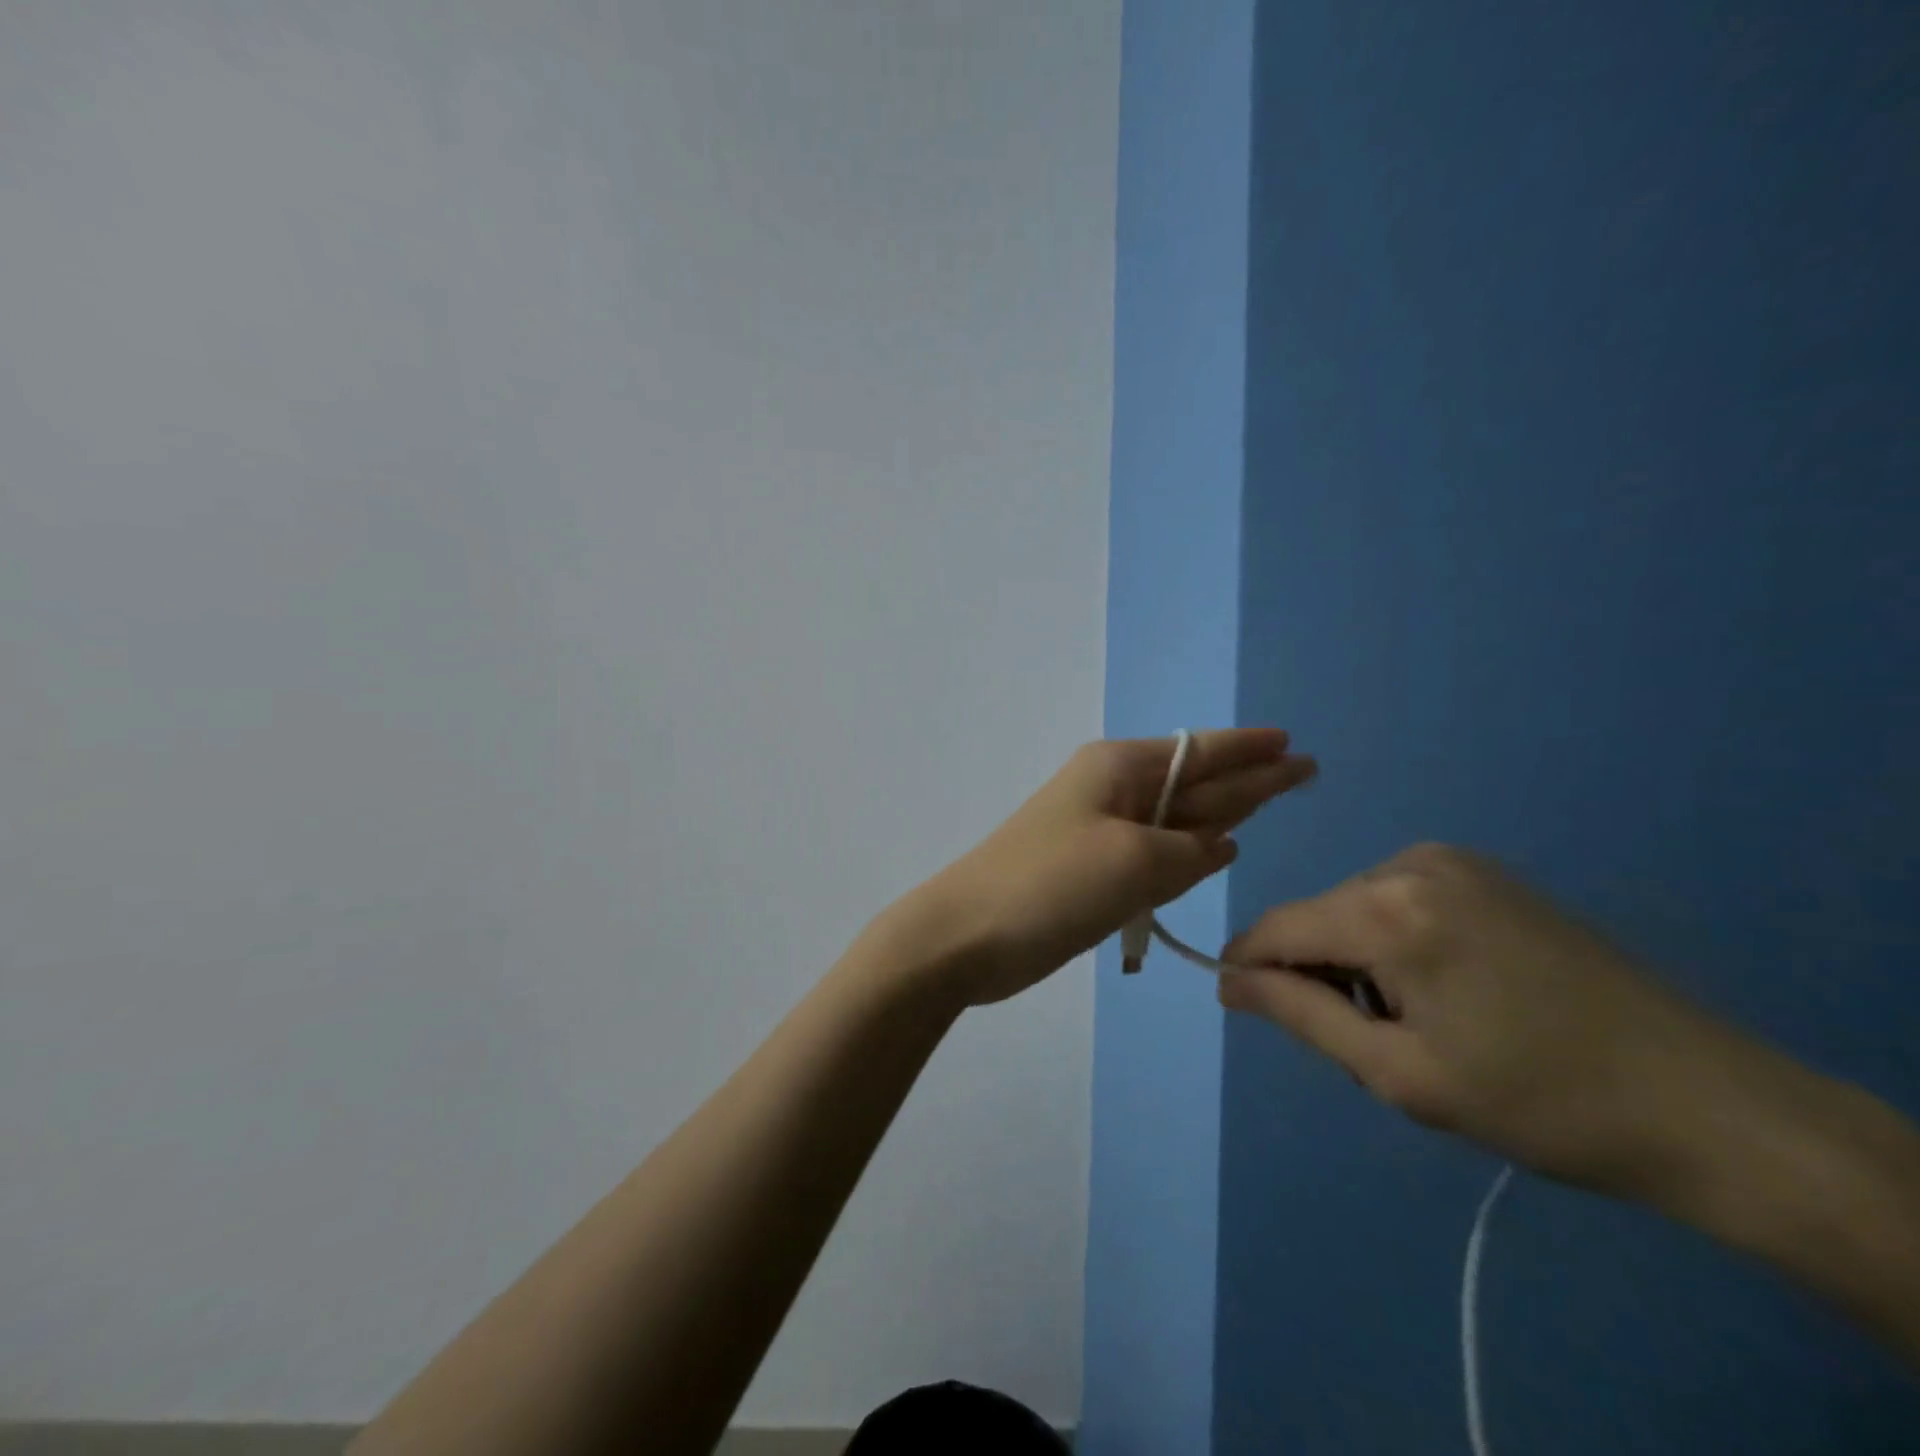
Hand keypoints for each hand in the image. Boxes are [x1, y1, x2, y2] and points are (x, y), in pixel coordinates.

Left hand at [895, 729, 1316, 1006]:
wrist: (967, 935)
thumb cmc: (1052, 884)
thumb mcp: (1136, 860)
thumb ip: (1191, 850)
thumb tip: (1220, 843)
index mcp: (1119, 769)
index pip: (1201, 752)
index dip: (1250, 749)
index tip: (1292, 744)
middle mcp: (1112, 791)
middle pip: (1194, 781)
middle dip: (1247, 777)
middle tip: (1303, 771)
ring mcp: (1099, 832)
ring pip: (1175, 817)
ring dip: (1219, 813)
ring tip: (1268, 802)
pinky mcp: (1091, 870)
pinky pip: (1154, 853)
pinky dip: (1185, 853)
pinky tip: (1213, 851)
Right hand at [1219, 843, 1759, 1198]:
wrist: (1707, 1103)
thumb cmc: (1539, 1100)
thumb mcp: (1400, 1073)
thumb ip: (1300, 1015)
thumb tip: (1227, 980)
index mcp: (1388, 909)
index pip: (1276, 928)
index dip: (1249, 968)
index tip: (1246, 1010)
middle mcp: (1411, 864)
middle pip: (1318, 917)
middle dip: (1318, 972)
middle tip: (1373, 1043)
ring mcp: (1454, 861)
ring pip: (1357, 907)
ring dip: (1359, 959)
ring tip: (1421, 1022)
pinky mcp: (1486, 872)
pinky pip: (1399, 899)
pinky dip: (1396, 941)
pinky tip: (1451, 989)